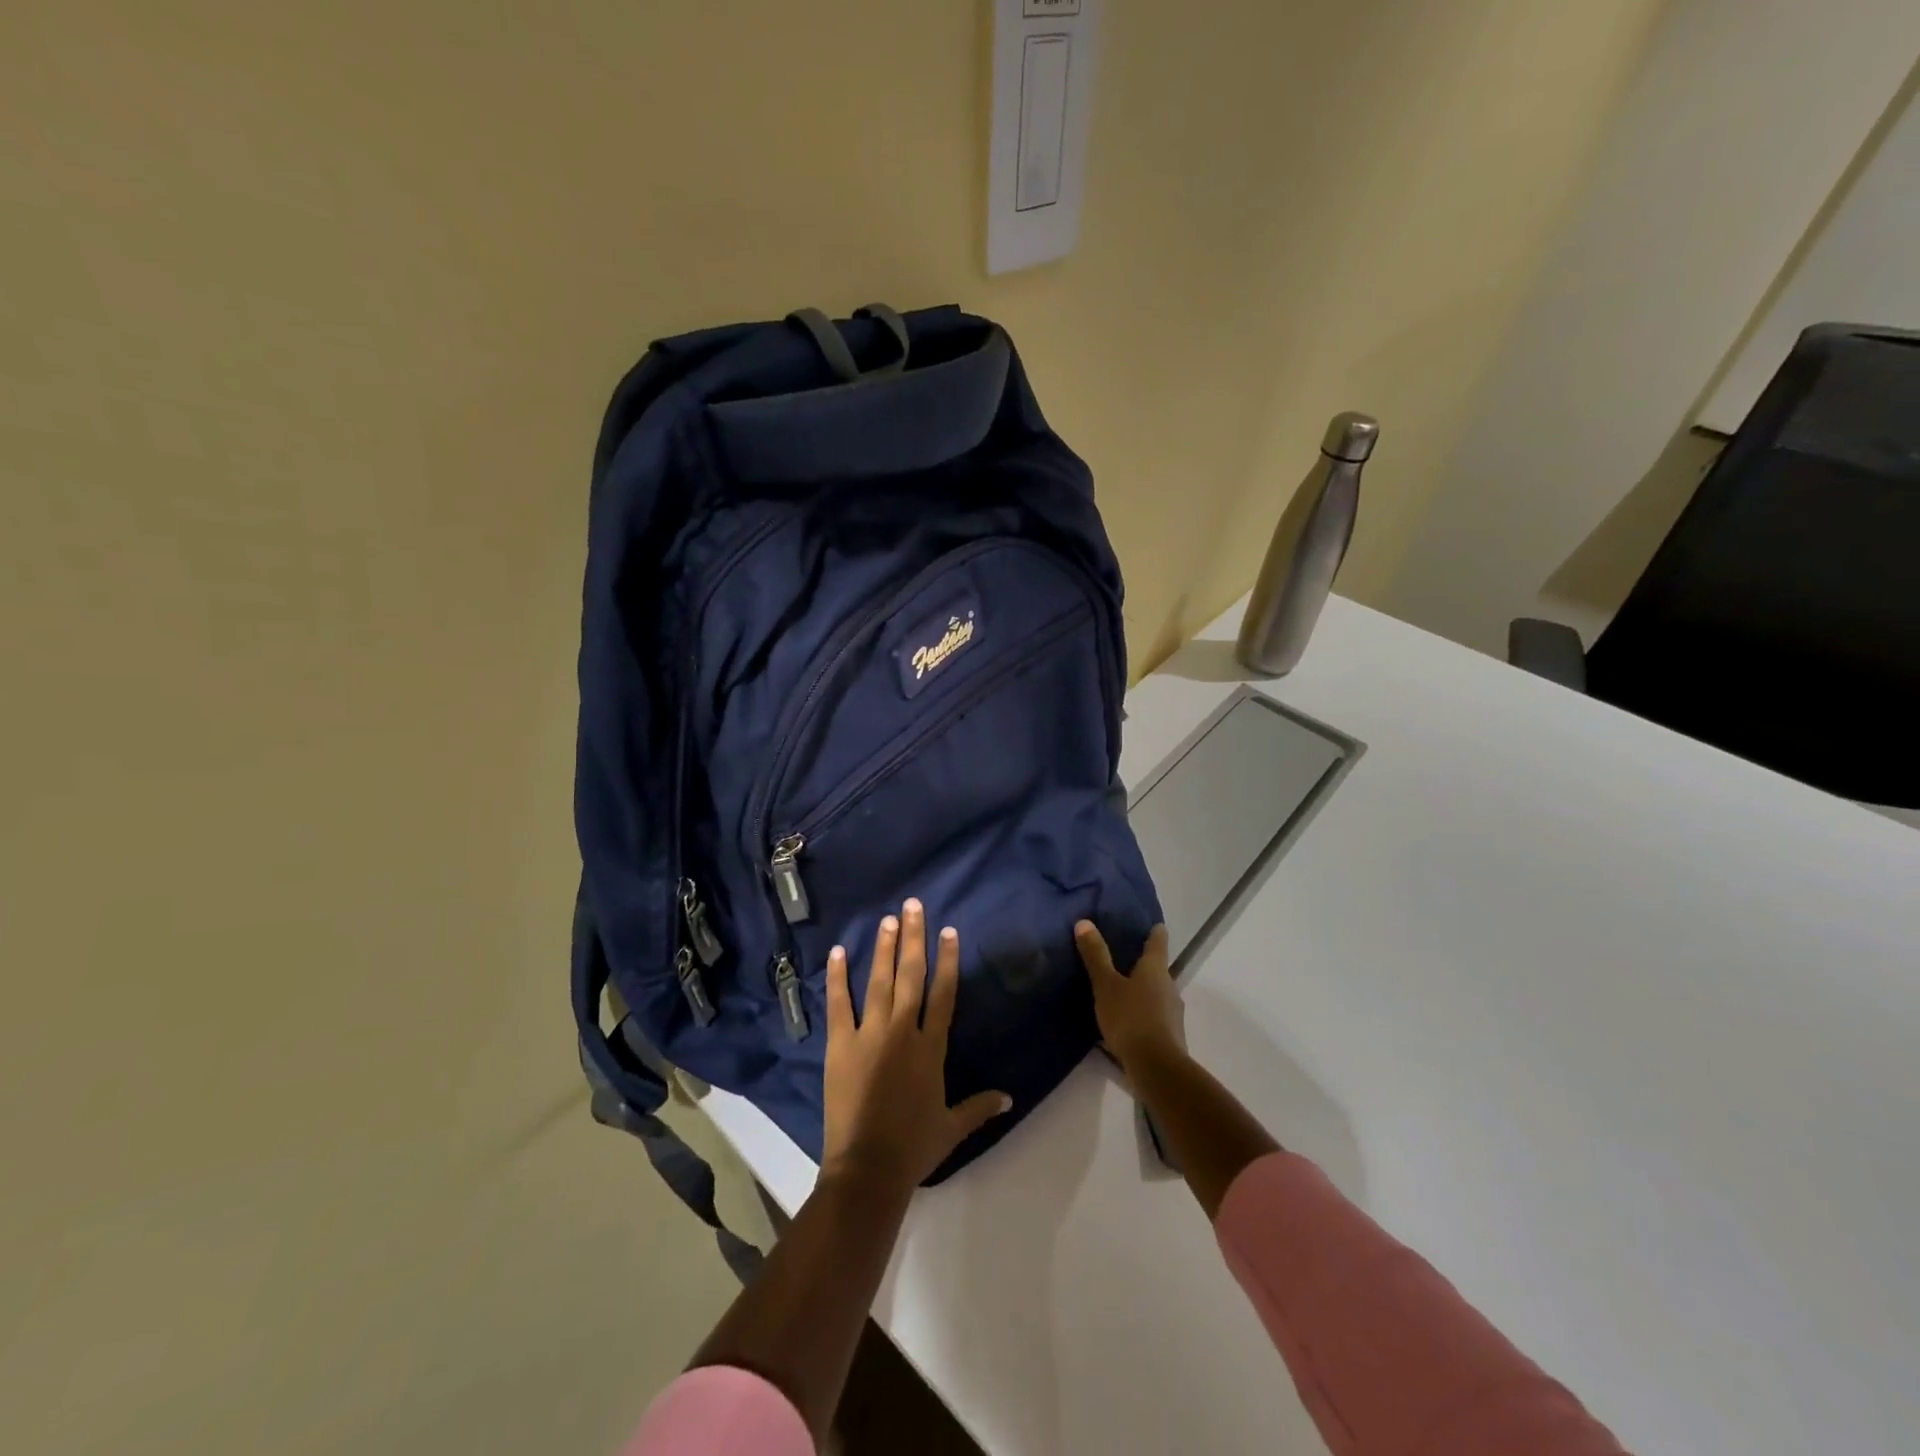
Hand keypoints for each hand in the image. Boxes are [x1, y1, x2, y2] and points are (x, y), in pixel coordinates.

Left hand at [821, 899, 1011, 1192]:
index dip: (947, 960)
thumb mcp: (953, 1127)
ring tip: (888, 919)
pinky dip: (838, 977)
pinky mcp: (841, 1045)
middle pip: (911, 976)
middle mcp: (903, 1031)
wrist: (868, 1168)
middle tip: (914, 906)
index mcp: (931, 1047)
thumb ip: (980, 1107)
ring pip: (879, 981)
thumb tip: (1010, 1098)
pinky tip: (838, 952)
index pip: (944, 993)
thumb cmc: (914, 1147)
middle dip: (914, 939)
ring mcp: (870, 1034)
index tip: (948, 931)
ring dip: (884, 949)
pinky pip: (839, 1004)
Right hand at [1075, 921, 1182, 1073]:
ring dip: (1144, 990)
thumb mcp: (1106, 985)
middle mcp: (1169, 986)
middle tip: (1126, 958)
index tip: (1152, 924)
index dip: (1155, 931)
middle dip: (1144, 963)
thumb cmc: (1130, 1018)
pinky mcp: (1170, 1034)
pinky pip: (1155, 1015)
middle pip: (1158, 968)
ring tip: (1123, 991)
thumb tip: (1084, 922)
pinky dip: (1144, 1012)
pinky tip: (1128, 1020)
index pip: (1158, 941)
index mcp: (1155, 968)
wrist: (1156, 1068)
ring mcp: (1173, 1012)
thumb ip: (1096, 956)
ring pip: (1158, 993)